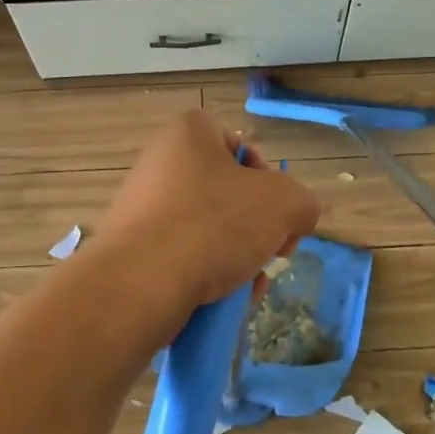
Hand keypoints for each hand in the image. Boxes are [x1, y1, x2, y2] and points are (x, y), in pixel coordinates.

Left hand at [97, 110, 321, 316]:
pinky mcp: (132, 248)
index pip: (242, 145)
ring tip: (250, 285)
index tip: (278, 212)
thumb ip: (302, 202)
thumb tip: (296, 217)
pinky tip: (225, 300)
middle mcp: (160, 162)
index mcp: (189, 133)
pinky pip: (183, 255)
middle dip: (257, 227)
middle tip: (271, 253)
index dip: (269, 178)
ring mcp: (142, 206)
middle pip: (228, 192)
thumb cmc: (213, 224)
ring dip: (238, 256)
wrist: (140, 283)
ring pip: (209, 228)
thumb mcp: (284, 204)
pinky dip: (207, 273)